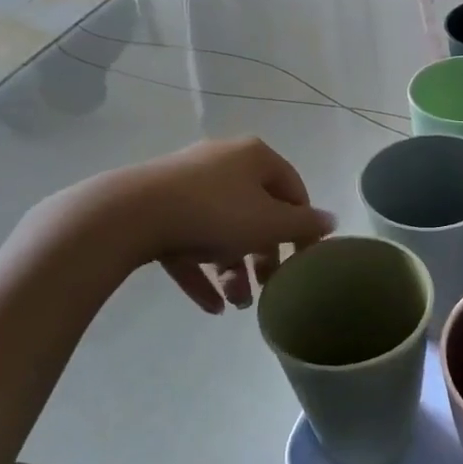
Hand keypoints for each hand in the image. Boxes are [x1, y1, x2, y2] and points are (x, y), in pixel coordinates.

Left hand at [26, 139, 333, 313]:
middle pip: (256, 213)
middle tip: (269, 286)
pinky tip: (211, 306)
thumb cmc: (216, 213)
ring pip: (221, 230)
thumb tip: (331, 220)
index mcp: (255, 157)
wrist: (131, 214)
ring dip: (233, 269)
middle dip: (264, 256)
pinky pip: (188, 242)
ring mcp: (186, 185)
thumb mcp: (270, 223)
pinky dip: (201, 272)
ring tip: (237, 303)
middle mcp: (223, 163)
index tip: (304, 261)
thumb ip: (304, 225)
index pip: (293, 190)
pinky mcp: (158, 209)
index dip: (303, 227)